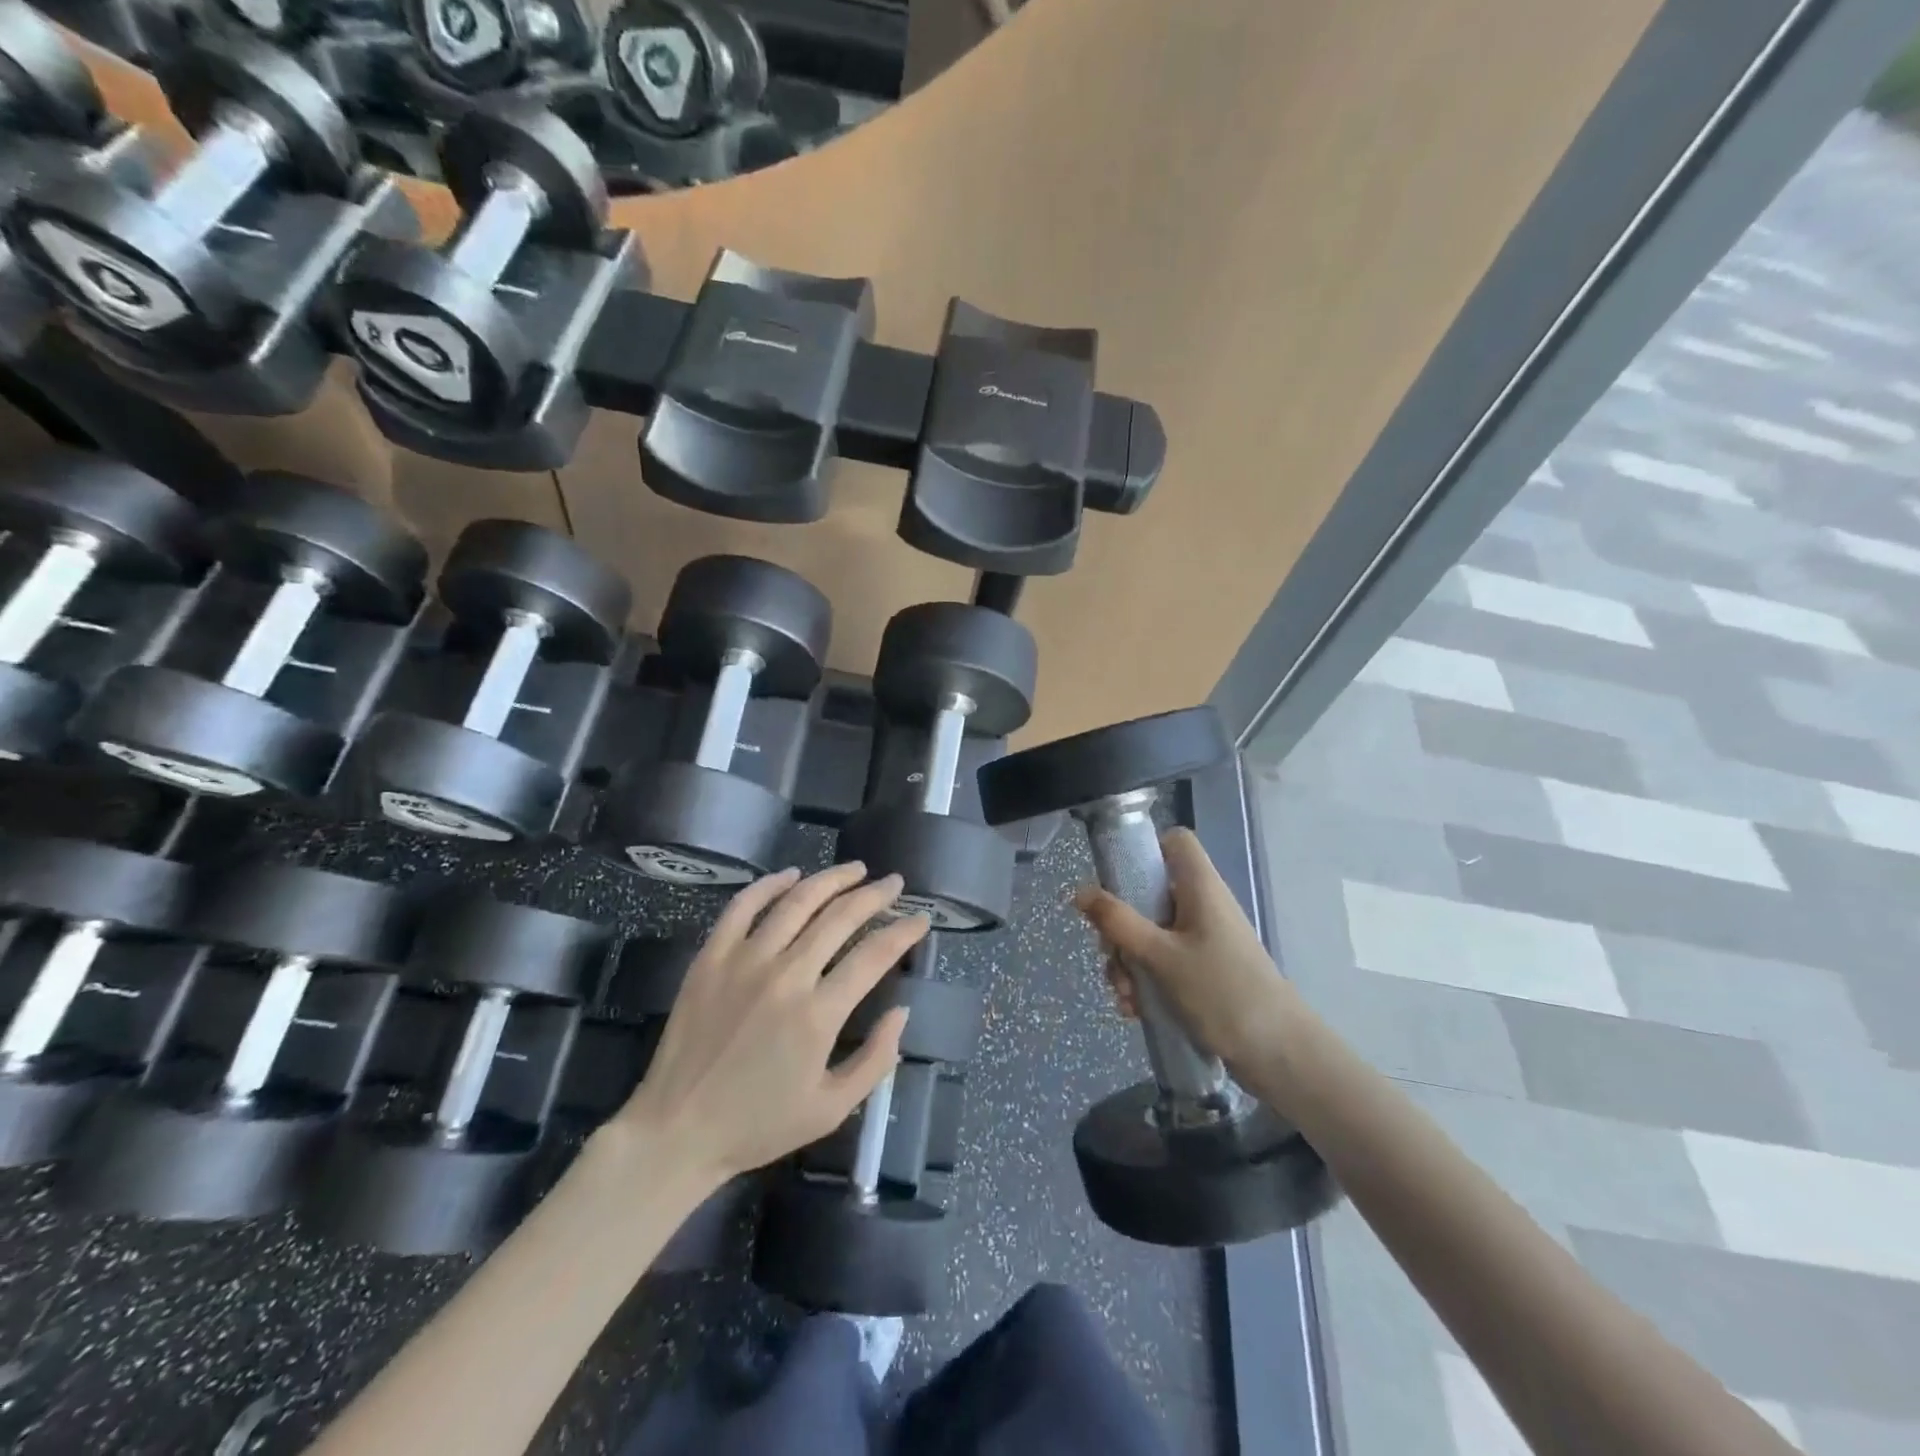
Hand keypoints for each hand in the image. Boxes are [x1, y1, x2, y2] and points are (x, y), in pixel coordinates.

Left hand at [608, 863, 928, 1194]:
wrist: (677, 1131)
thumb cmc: (759, 1125)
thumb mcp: (832, 1109)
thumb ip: (875, 1060)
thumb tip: (902, 1012)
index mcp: (818, 1014)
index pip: (874, 954)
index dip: (904, 931)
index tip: (920, 919)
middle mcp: (786, 975)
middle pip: (840, 917)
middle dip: (875, 895)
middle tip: (894, 883)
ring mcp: (744, 960)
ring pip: (797, 901)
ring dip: (832, 879)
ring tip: (855, 869)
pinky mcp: (711, 957)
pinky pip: (743, 906)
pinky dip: (770, 884)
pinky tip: (791, 875)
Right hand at [1073, 827, 1304, 1080]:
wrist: (1278, 1054)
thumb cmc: (1221, 992)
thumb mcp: (1160, 956)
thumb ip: (1118, 922)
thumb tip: (1080, 891)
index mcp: (1199, 887)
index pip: (1175, 842)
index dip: (1145, 851)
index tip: (1117, 880)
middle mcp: (1202, 906)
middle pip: (1149, 894)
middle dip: (1121, 928)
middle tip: (1112, 954)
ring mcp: (1203, 940)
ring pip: (1150, 933)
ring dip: (1128, 962)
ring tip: (1126, 996)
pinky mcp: (1204, 971)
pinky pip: (1163, 963)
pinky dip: (1146, 981)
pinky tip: (1136, 1010)